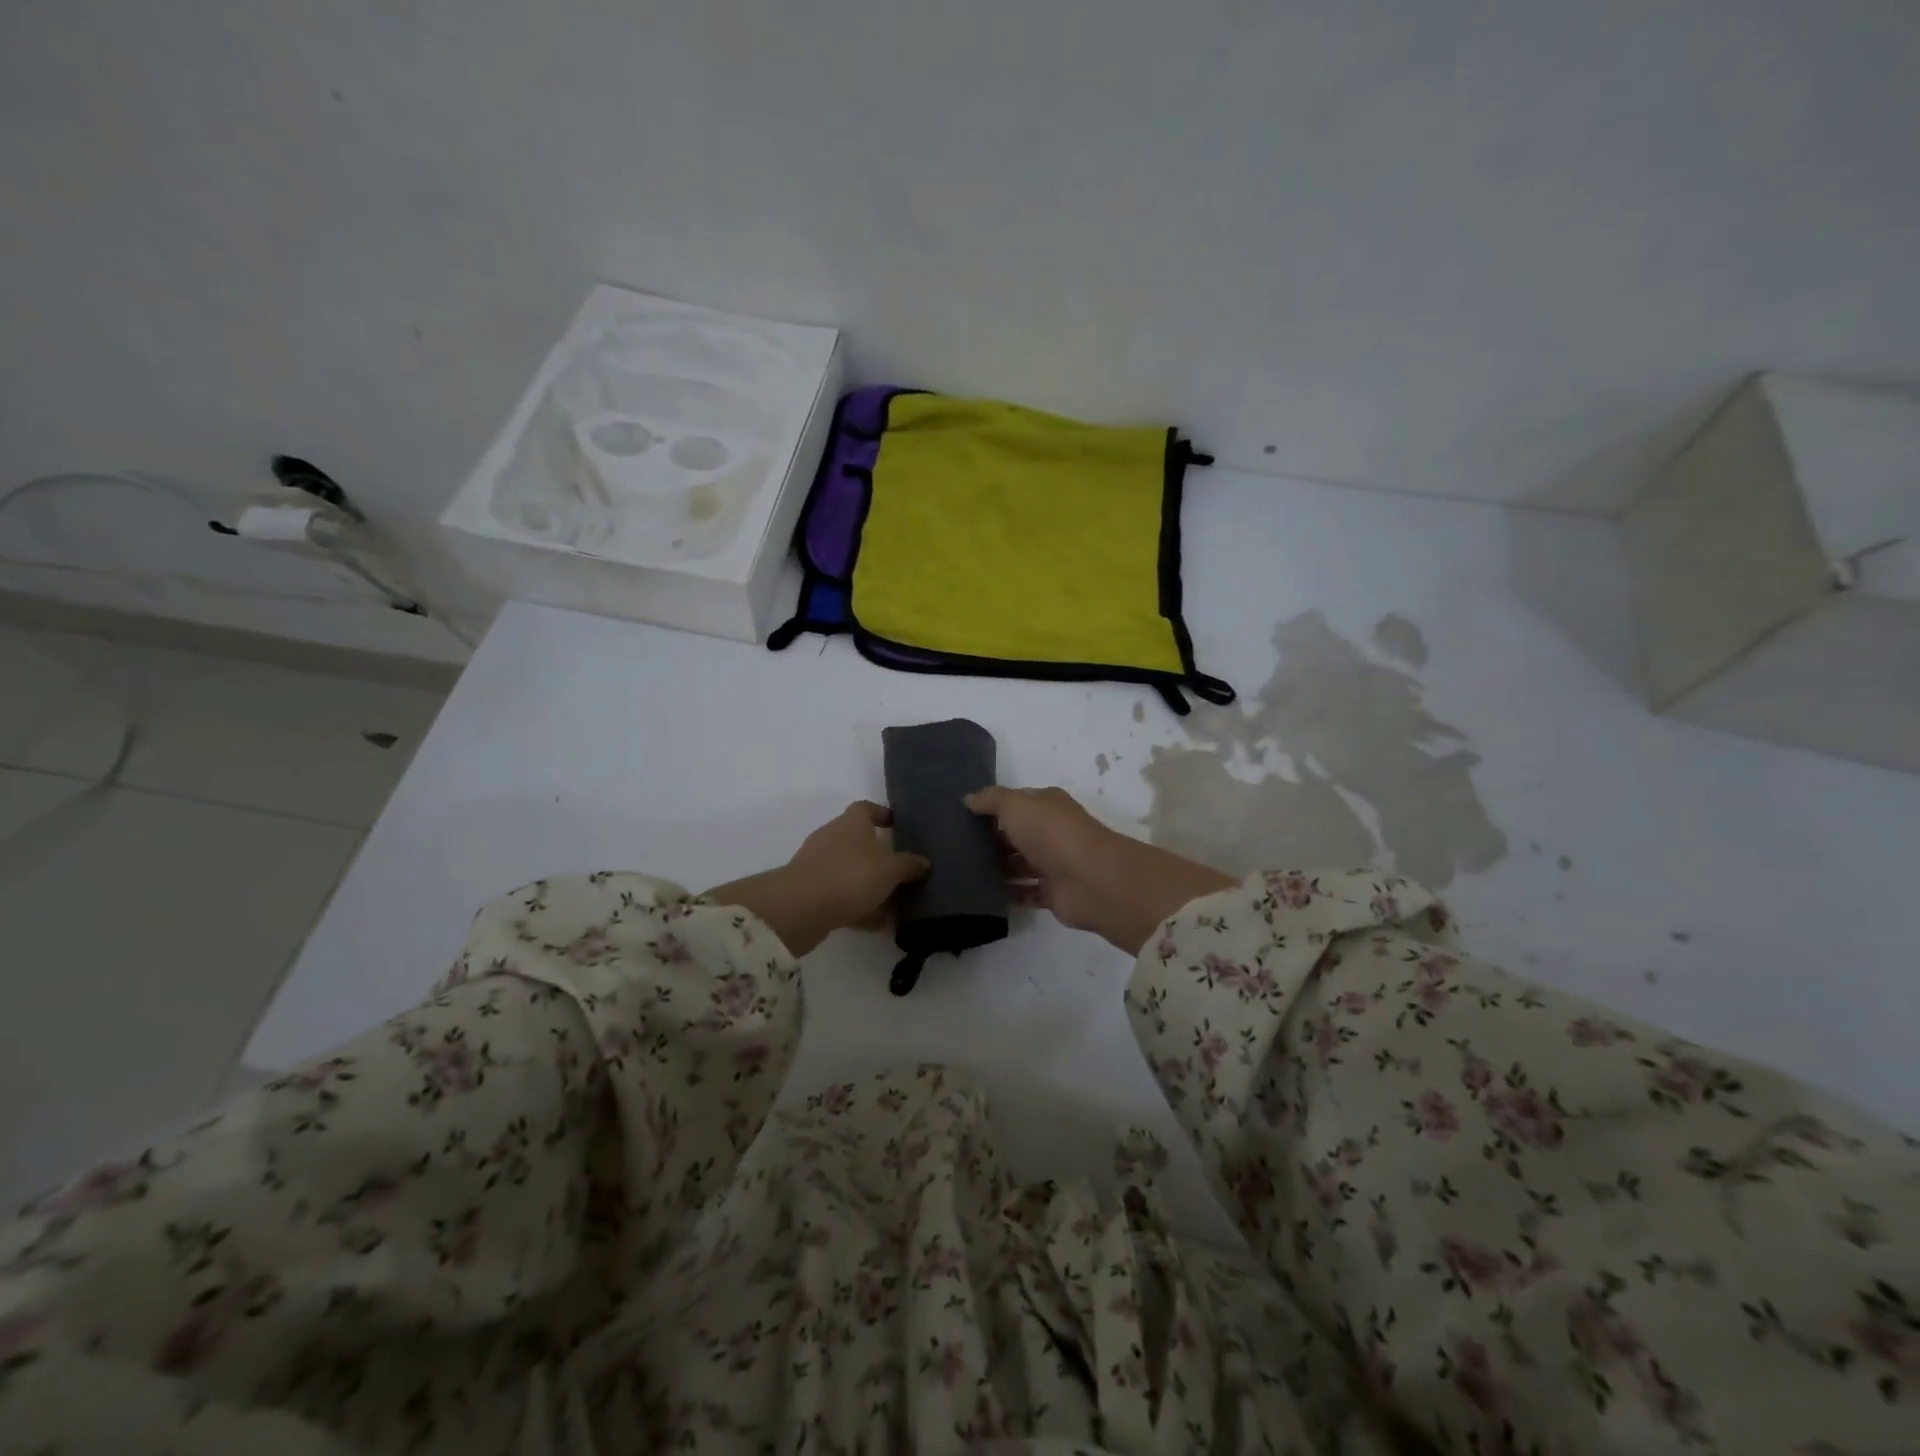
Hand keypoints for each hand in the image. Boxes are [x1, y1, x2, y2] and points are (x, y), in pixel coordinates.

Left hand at [707, 802, 927, 957]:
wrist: (800, 908)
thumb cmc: (851, 876)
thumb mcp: (890, 870)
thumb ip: (909, 865)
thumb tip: (923, 862)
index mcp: (851, 823)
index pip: (866, 808)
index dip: (883, 815)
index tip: (899, 826)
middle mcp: (832, 838)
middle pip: (859, 842)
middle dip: (881, 858)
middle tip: (903, 873)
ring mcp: (818, 865)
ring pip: (851, 872)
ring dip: (871, 887)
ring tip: (895, 905)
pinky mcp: (809, 892)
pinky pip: (840, 896)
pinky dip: (858, 908)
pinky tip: (877, 925)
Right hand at [965, 785, 1236, 954]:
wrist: (1089, 879)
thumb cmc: (1051, 832)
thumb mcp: (1015, 804)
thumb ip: (991, 800)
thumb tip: (968, 799)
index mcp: (1046, 805)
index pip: (1014, 804)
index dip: (988, 809)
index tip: (957, 818)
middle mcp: (1050, 832)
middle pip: (1014, 834)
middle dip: (988, 840)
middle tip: (951, 848)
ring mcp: (1053, 864)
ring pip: (1018, 864)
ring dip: (995, 868)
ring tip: (960, 872)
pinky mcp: (1052, 893)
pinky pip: (1024, 892)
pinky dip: (1007, 893)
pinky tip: (980, 894)